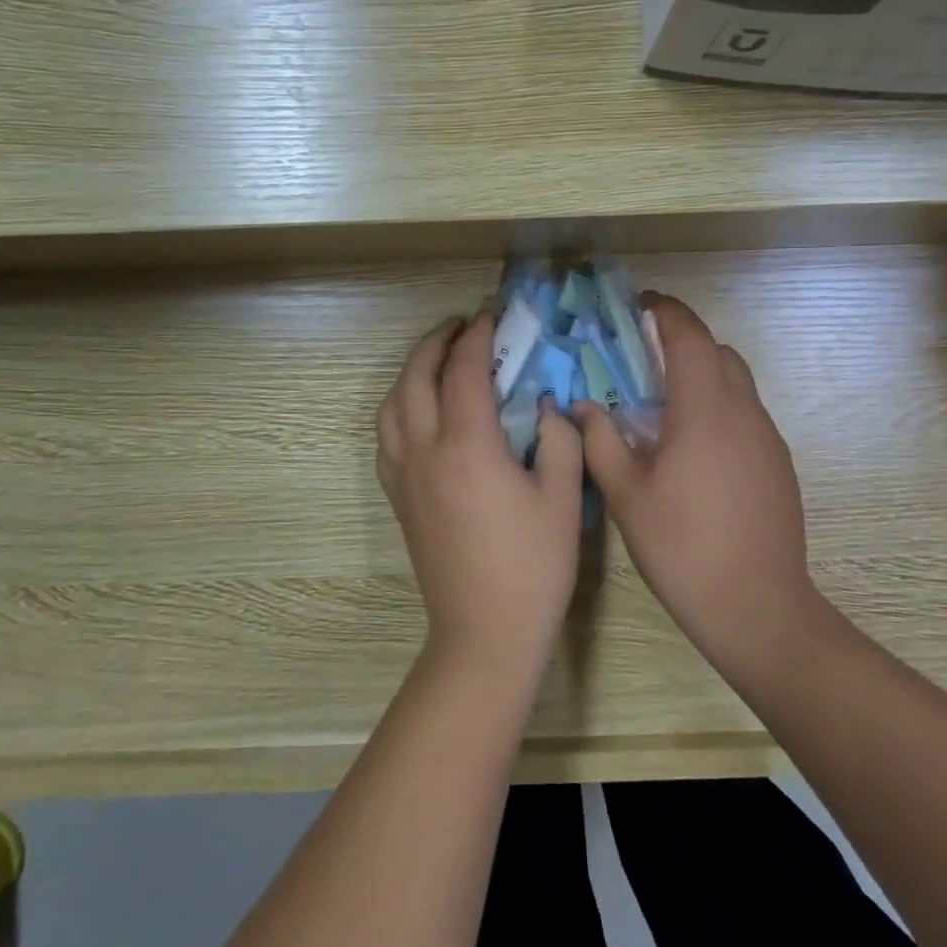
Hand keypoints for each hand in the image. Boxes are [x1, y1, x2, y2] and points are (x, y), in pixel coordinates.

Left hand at [377, 311, 585, 676]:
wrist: (484, 632)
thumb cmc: (532, 566)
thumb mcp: (560, 498)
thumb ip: (557, 439)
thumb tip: (545, 406)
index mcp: (467, 446)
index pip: (464, 370)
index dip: (478, 336)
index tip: (491, 315)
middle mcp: (424, 450)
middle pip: (416, 376)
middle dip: (436, 341)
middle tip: (461, 325)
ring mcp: (404, 475)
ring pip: (392, 403)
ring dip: (412, 370)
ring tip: (437, 359)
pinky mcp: (397, 497)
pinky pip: (386, 435)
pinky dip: (399, 406)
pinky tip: (419, 410)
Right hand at [574, 295, 832, 684]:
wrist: (756, 606)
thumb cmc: (682, 546)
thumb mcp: (626, 494)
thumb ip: (600, 440)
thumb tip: (583, 406)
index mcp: (704, 410)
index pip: (689, 336)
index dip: (666, 311)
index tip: (639, 304)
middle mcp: (743, 412)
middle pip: (718, 352)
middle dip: (683, 342)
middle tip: (643, 359)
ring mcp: (767, 438)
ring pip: (736, 383)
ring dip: (702, 375)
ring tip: (663, 406)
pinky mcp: (778, 463)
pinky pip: (746, 414)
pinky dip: (718, 407)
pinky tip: (693, 449)